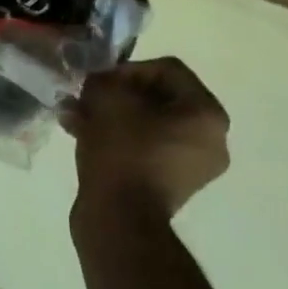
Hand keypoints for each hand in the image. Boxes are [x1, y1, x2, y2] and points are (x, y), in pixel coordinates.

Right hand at [63, 57, 229, 221]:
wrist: (119, 219)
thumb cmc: (122, 151)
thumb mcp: (108, 99)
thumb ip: (104, 80)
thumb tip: (100, 84)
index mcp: (207, 114)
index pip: (167, 70)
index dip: (127, 68)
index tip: (98, 81)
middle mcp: (210, 139)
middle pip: (158, 98)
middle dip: (116, 94)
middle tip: (86, 97)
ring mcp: (191, 166)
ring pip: (146, 124)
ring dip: (111, 115)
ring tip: (76, 116)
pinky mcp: (169, 185)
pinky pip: (144, 148)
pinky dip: (117, 138)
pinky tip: (82, 135)